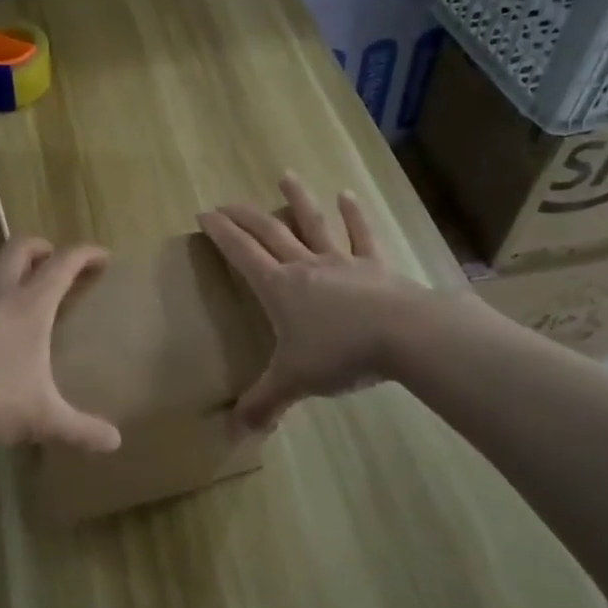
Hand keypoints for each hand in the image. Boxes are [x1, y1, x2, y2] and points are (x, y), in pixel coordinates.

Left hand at [0, 235, 121, 452]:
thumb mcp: (40, 418)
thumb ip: (79, 429)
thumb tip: (115, 442)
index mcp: (29, 306)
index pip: (63, 264)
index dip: (86, 254)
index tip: (104, 256)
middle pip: (18, 249)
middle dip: (42, 246)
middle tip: (56, 261)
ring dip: (3, 264)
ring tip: (16, 282)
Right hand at [199, 174, 440, 433]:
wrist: (403, 335)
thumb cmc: (340, 353)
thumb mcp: (294, 381)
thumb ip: (264, 403)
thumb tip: (236, 431)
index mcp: (280, 288)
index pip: (242, 254)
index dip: (221, 234)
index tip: (204, 214)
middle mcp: (305, 266)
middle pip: (269, 233)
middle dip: (245, 216)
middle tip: (227, 201)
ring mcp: (341, 262)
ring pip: (313, 224)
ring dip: (297, 200)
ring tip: (286, 175)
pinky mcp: (374, 266)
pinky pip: (361, 236)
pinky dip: (354, 215)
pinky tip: (347, 195)